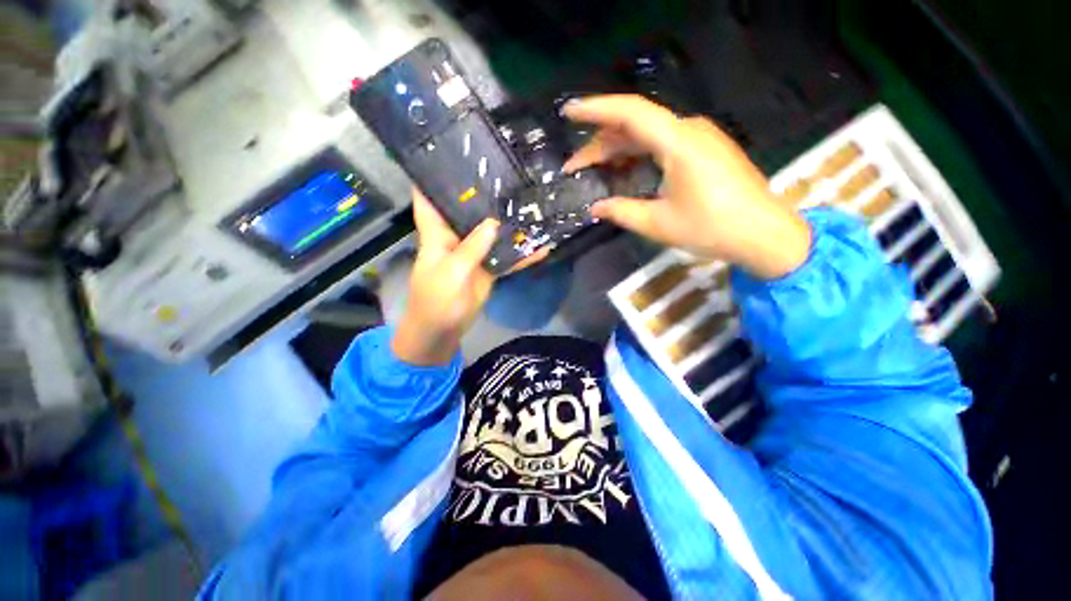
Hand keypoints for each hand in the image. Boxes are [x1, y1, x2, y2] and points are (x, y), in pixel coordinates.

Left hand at [392, 190, 548, 365]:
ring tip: (530, 203)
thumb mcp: (451, 273)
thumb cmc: (436, 300)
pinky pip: (506, 258)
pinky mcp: (487, 268)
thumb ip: (471, 248)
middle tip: (507, 173)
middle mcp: (456, 238)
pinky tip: (541, 247)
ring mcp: (474, 253)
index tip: (447, 153)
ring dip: (508, 223)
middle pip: (467, 210)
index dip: (433, 176)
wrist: (443, 330)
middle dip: (482, 194)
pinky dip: (521, 255)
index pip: (429, 199)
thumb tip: (494, 223)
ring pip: (491, 233)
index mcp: (437, 234)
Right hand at [563, 95, 810, 279]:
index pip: (630, 112)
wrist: (764, 233)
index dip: (595, 109)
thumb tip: (595, 208)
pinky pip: (662, 144)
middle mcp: (688, 130)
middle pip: (634, 125)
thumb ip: (621, 212)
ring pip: (647, 135)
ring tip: (592, 170)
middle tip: (574, 166)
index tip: (568, 113)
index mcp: (678, 142)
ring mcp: (699, 138)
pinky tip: (623, 169)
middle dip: (600, 144)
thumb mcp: (658, 223)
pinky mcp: (703, 149)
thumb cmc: (711, 228)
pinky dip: (637, 155)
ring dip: (617, 150)